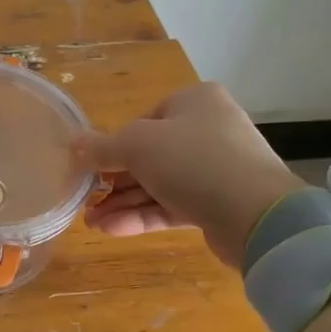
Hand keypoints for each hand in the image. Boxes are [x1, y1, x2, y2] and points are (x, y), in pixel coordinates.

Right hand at [77, 82, 302, 267]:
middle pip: (150, 154)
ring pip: (159, 184)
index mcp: (195, 101)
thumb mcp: (137, 145)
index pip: (145, 120)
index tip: (91, 168)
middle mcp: (208, 130)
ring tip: (90, 222)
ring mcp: (216, 170)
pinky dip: (142, 216)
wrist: (257, 215)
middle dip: (114, 181)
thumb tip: (73, 145)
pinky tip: (111, 230)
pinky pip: (172, 206)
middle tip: (85, 200)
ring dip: (123, 202)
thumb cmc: (193, 161)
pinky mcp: (218, 204)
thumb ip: (102, 147)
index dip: (115, 145)